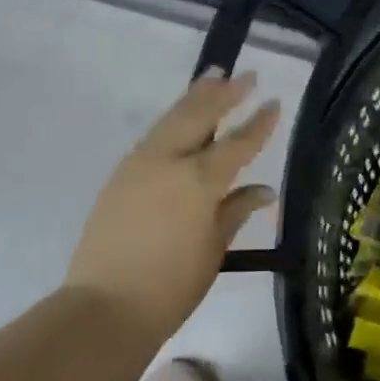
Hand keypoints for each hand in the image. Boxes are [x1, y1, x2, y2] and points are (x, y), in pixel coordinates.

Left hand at [65, 69, 280, 343]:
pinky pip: (153, 137)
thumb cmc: (172, 285)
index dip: (258, 123)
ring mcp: (138, 165)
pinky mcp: (120, 176)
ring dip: (194, 98)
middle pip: (199, 115)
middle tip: (243, 74)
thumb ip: (236, 210)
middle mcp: (168, 161)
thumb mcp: (214, 248)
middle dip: (223, 93)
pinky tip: (181, 120)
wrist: (106, 306)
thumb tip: (264, 190)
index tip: (273, 101)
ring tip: (211, 78)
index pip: (238, 143)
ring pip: (171, 120)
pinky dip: (173, 121)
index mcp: (199, 180)